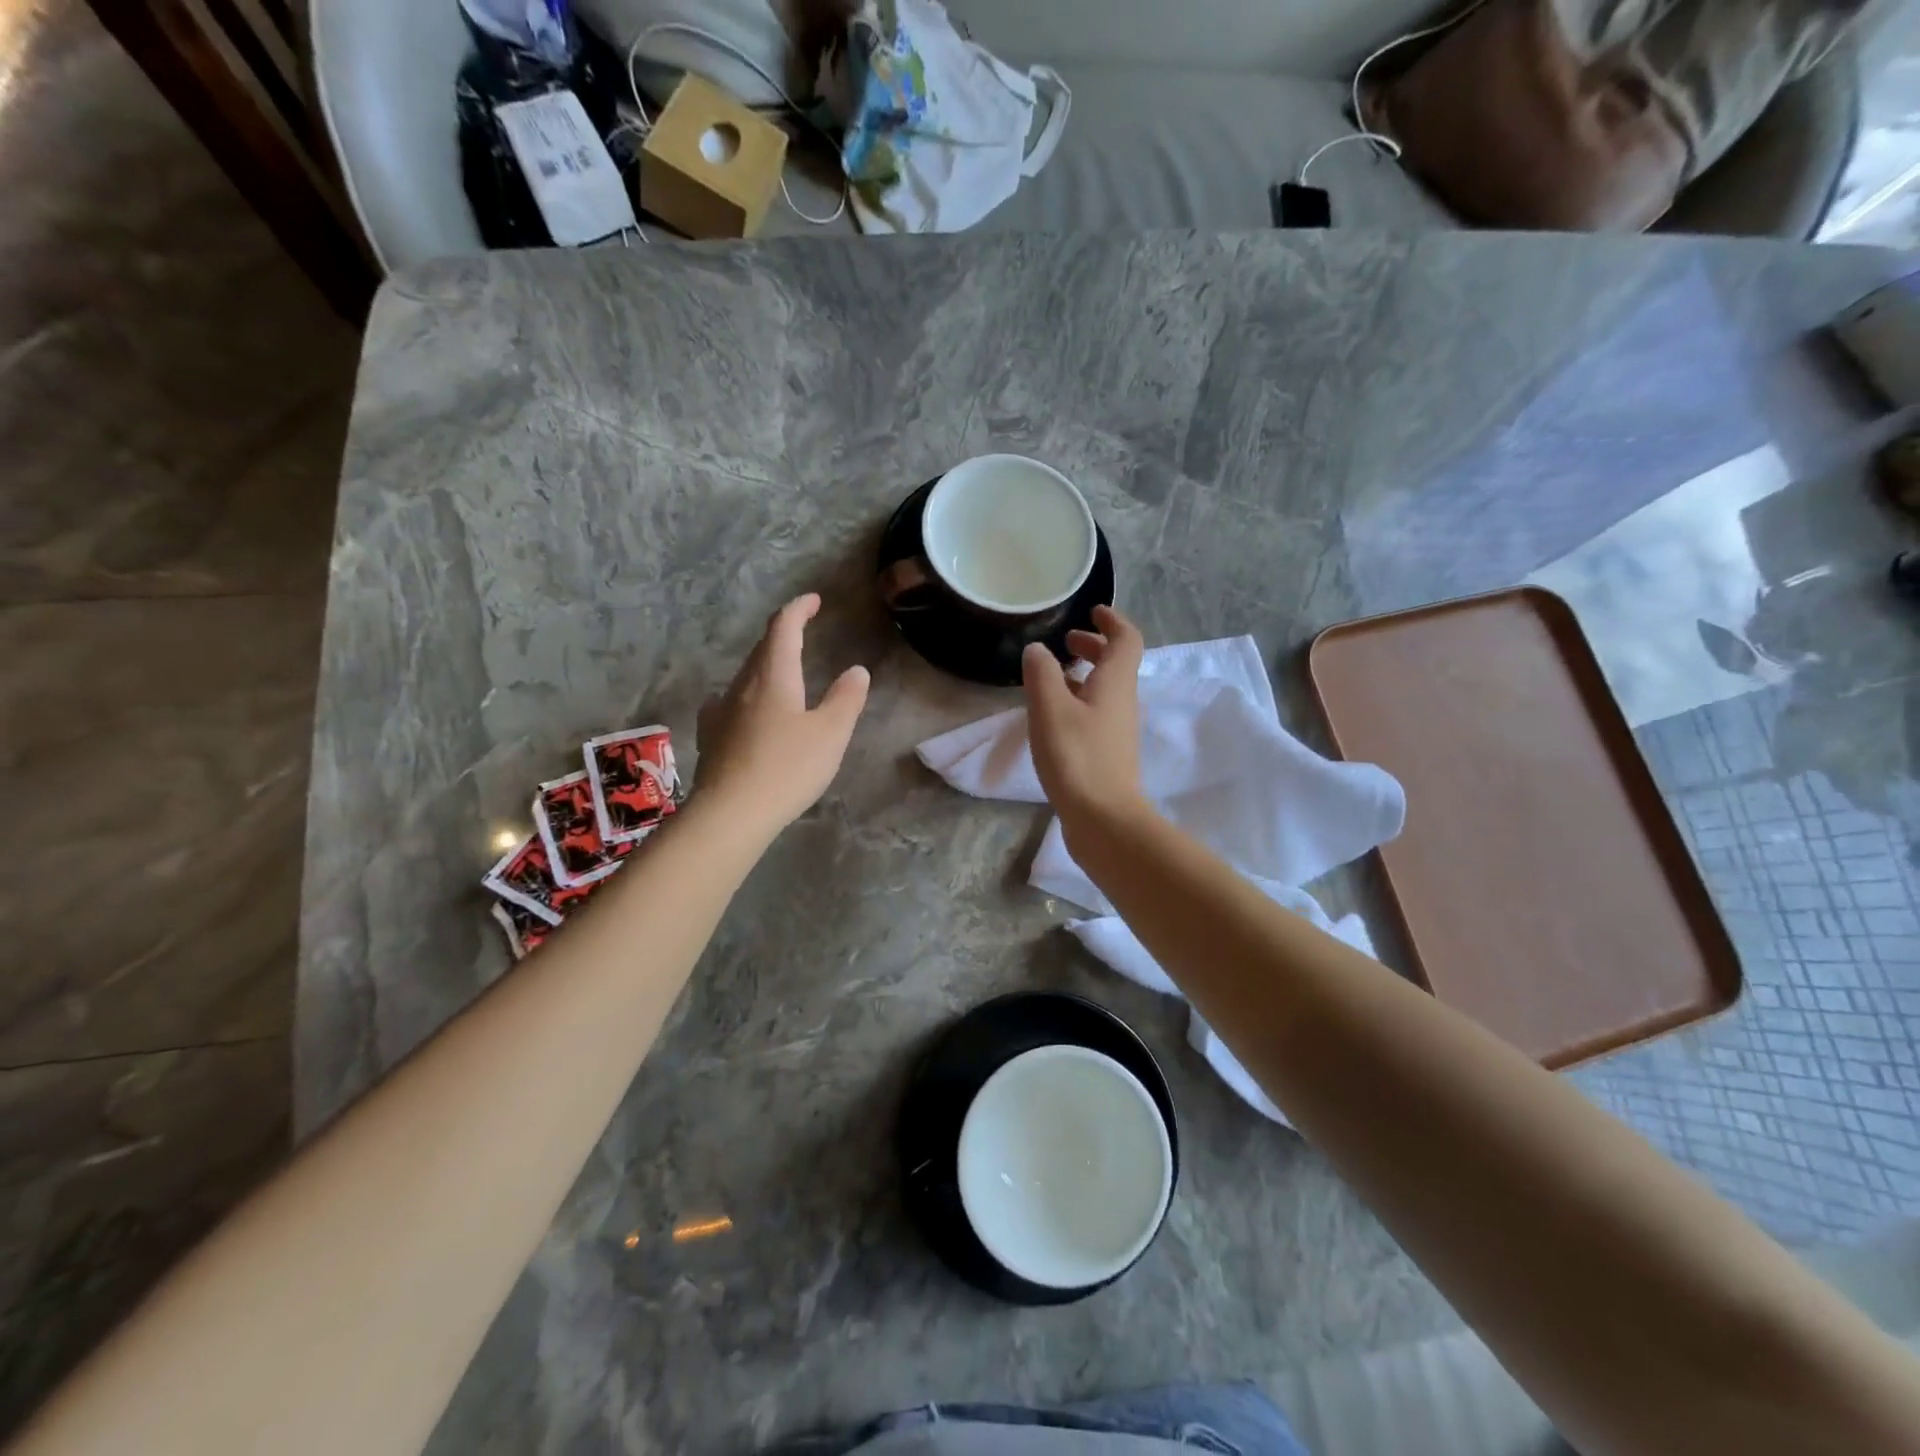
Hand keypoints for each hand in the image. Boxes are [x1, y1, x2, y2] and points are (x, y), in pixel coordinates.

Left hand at [696, 594, 869, 836]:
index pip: (783, 627)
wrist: (730, 813)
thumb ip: (846, 699)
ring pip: (746, 675)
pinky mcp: (711, 736)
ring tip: (783, 673)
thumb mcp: (830, 734)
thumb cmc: (786, 768)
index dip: (799, 608)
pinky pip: (730, 702)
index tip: (813, 600)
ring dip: (766, 665)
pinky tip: (746, 710)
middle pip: (762, 649)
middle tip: (803, 630)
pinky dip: (747, 695)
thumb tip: (856, 671)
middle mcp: (742, 685)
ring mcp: (721, 710)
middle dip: (783, 634)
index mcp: (774, 676)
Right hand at [1021, 605, 1146, 826]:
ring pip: (1105, 689)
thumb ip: (1042, 674)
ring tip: (1053, 677)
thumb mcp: (1050, 709)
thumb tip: (1037, 650)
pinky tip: (1054, 716)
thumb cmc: (1077, 757)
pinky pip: (1096, 713)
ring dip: (1085, 675)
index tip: (1092, 611)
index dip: (1112, 621)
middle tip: (1066, 642)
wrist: (1104, 819)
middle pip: (1117, 664)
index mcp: (1115, 683)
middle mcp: (1122, 702)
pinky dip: (1079, 701)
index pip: (1126, 639)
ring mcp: (1117, 730)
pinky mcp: (1108, 754)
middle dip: (1094, 647)